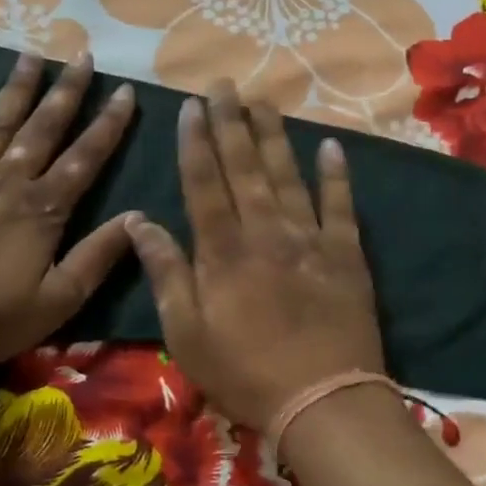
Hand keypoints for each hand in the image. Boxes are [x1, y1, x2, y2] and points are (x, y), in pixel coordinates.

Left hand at [0, 52, 136, 369]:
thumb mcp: (59, 301)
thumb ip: (97, 257)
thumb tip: (137, 217)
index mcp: (41, 210)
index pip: (84, 158)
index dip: (108, 124)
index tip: (125, 91)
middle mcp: (5, 183)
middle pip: (42, 129)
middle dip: (66, 92)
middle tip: (82, 55)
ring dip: (14, 89)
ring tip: (30, 55)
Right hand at [125, 82, 384, 432]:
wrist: (323, 401)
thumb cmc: (244, 373)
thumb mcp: (186, 333)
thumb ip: (166, 273)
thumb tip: (139, 221)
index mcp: (223, 251)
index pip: (204, 183)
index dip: (196, 142)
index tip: (191, 106)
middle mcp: (265, 232)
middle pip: (245, 167)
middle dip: (231, 123)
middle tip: (224, 84)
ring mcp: (310, 239)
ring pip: (288, 175)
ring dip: (275, 135)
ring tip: (264, 100)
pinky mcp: (346, 254)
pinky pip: (341, 205)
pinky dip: (336, 175)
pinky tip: (331, 146)